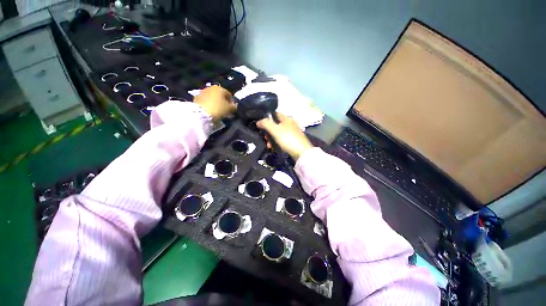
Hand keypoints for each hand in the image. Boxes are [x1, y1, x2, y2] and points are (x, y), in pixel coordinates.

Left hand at [194, 86, 234, 121]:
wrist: (201, 114)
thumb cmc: (219, 109)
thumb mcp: (230, 109)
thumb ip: (234, 106)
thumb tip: (235, 105)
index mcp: (220, 88)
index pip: (229, 94)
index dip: (232, 102)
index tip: (232, 109)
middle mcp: (211, 88)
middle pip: (220, 96)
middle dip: (223, 102)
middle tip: (226, 111)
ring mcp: (202, 92)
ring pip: (213, 98)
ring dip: (216, 103)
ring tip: (218, 112)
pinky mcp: (196, 98)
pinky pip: (206, 102)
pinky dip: (209, 105)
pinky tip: (211, 111)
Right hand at [257, 113, 314, 160]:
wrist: (301, 153)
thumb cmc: (288, 139)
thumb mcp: (275, 130)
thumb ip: (266, 124)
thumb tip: (258, 121)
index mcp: (286, 118)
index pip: (274, 114)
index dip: (266, 119)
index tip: (260, 126)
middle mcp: (290, 123)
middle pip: (275, 125)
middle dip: (268, 132)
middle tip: (265, 138)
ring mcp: (293, 132)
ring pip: (278, 133)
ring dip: (271, 139)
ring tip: (269, 145)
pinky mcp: (294, 140)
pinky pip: (282, 139)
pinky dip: (277, 143)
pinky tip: (274, 148)